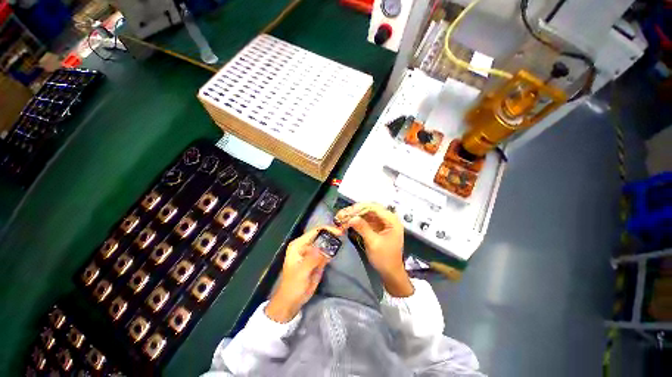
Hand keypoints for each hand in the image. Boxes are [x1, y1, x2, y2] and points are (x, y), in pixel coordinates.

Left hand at [265, 226, 342, 322]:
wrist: (292, 301)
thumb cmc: (293, 286)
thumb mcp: (302, 272)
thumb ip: (312, 259)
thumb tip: (324, 247)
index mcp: (298, 244)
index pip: (315, 231)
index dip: (328, 229)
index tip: (340, 233)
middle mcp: (305, 245)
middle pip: (320, 235)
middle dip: (332, 233)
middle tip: (344, 234)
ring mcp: (311, 252)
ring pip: (324, 242)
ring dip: (333, 240)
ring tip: (343, 238)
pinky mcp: (317, 259)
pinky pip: (326, 251)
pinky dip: (332, 249)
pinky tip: (339, 247)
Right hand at [335, 203, 413, 296]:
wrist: (390, 272)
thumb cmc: (385, 258)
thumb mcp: (373, 243)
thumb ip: (363, 228)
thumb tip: (351, 218)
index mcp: (392, 220)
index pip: (374, 207)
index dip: (360, 207)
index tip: (348, 212)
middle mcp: (388, 218)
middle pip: (369, 208)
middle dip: (355, 211)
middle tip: (342, 214)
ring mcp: (382, 222)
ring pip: (366, 213)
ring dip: (354, 215)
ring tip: (342, 217)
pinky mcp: (377, 227)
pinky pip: (366, 220)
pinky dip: (357, 220)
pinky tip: (348, 221)